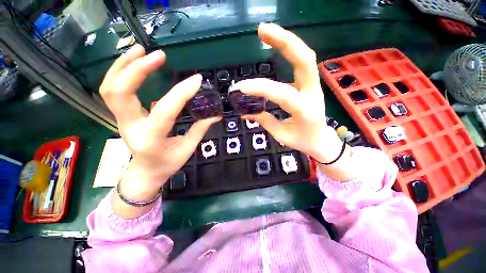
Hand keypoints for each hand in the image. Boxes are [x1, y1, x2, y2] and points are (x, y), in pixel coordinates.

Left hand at [100, 45, 219, 203]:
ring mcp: (122, 121)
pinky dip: (120, 72)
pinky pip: (113, 91)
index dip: (182, 93)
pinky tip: (134, 63)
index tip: (197, 80)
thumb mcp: (187, 150)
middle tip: (158, 55)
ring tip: (140, 50)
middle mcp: (130, 128)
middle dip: (137, 69)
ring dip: (123, 65)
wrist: (144, 173)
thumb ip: (200, 130)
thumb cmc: (167, 164)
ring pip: (110, 88)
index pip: (165, 111)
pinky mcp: (122, 116)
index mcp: (151, 140)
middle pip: (119, 93)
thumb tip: (215, 115)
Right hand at [234, 23, 357, 180]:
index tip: (241, 87)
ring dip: (287, 41)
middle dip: (284, 42)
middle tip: (261, 30)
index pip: (281, 94)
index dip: (261, 88)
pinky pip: (301, 63)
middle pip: (305, 60)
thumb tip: (245, 112)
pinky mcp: (309, 84)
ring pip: (305, 57)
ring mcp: (313, 86)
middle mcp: (312, 93)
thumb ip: (264, 121)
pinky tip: (276, 45)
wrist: (322, 140)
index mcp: (305, 110)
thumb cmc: (303, 141)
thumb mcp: (281, 135)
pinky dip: (289, 51)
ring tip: (265, 31)